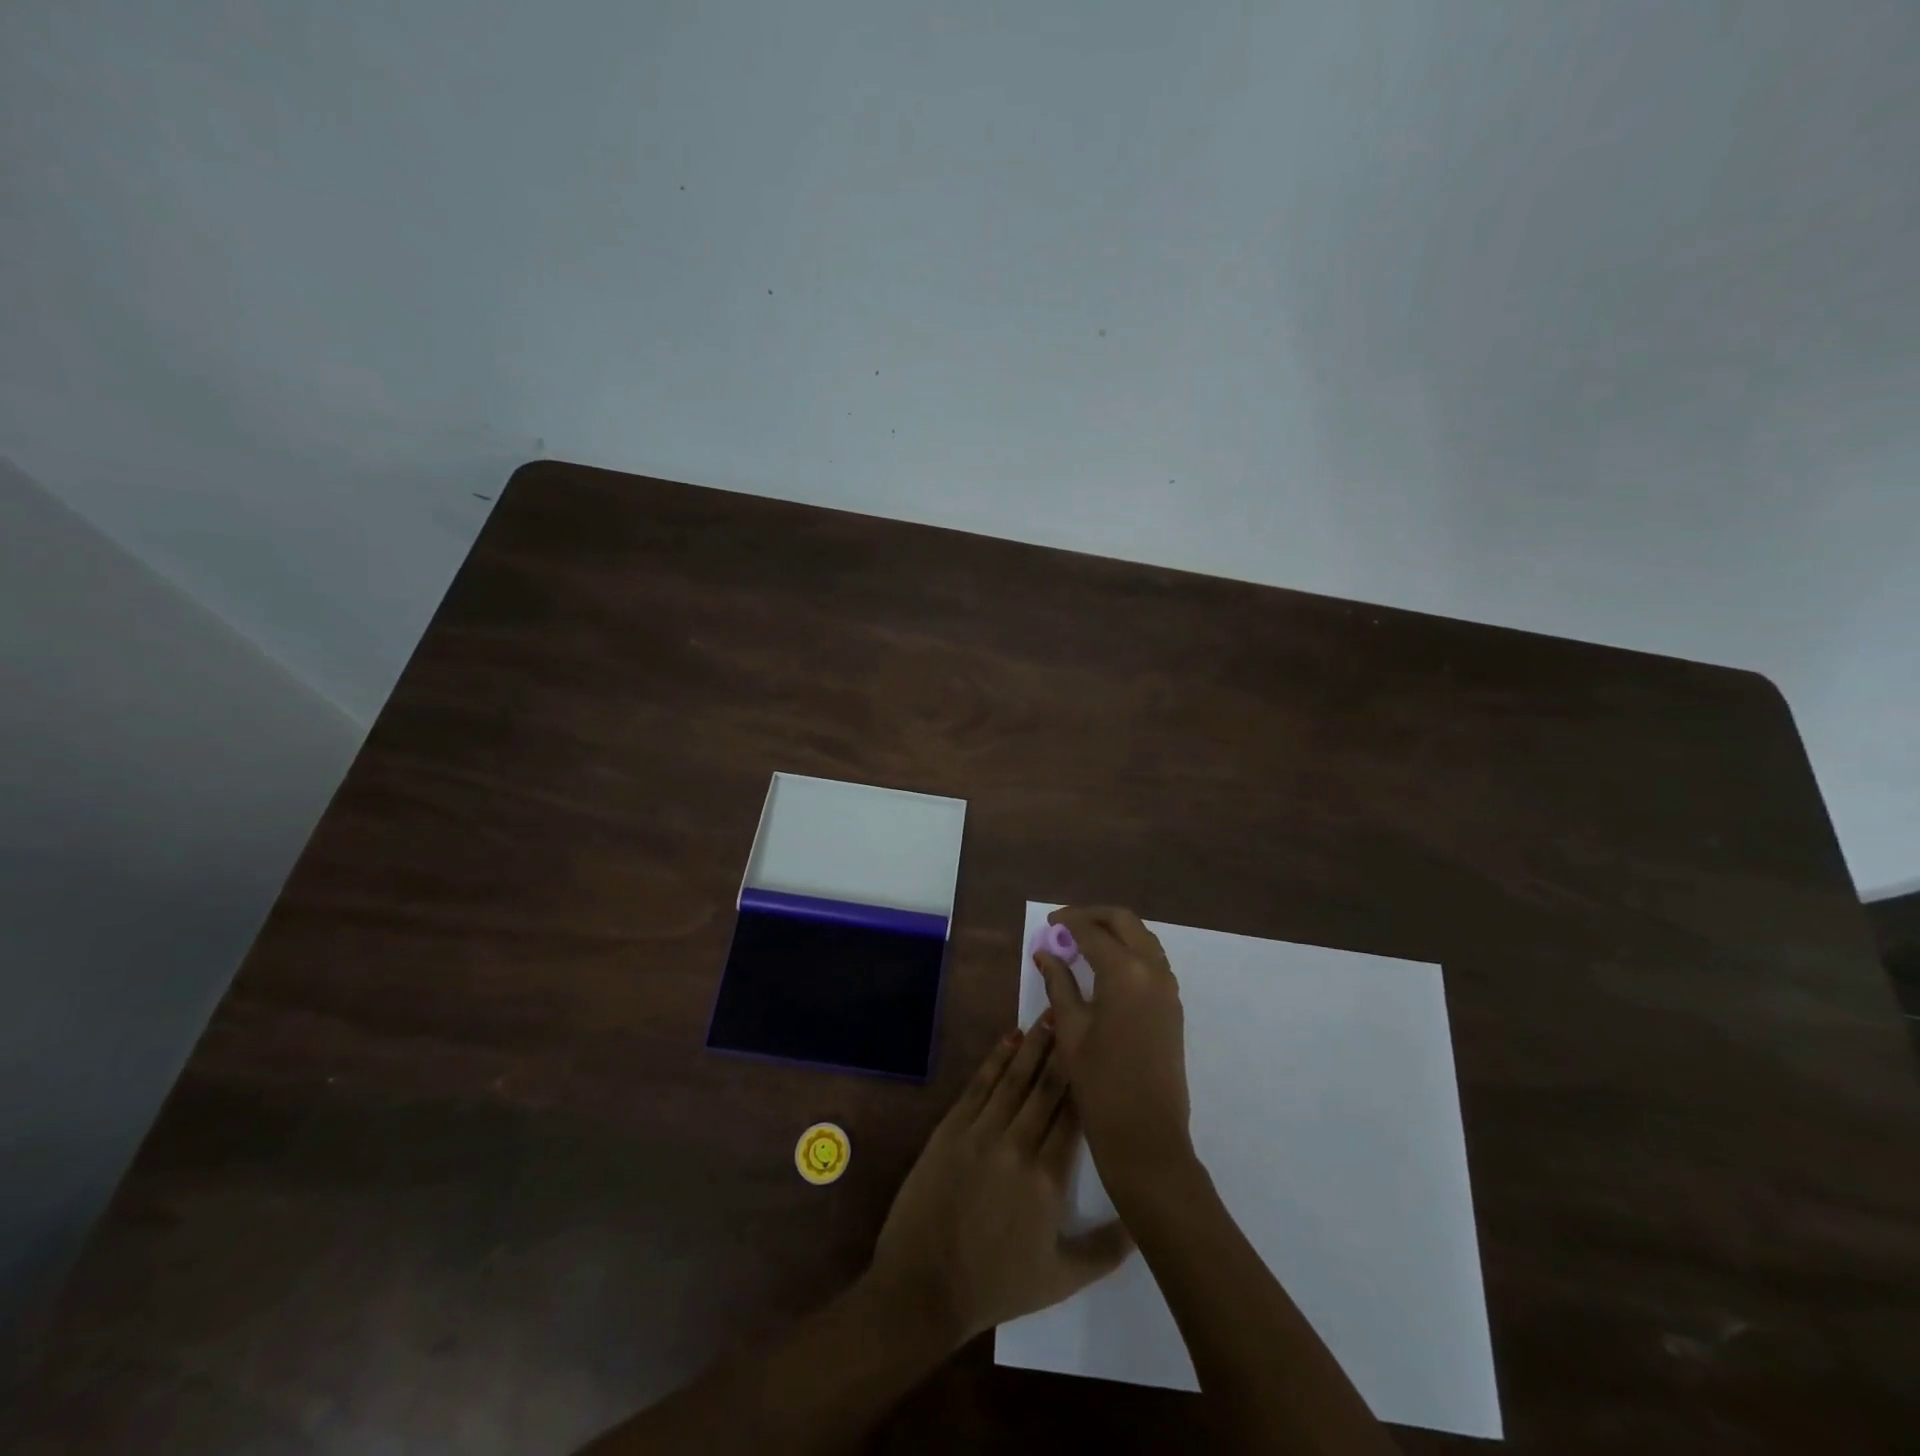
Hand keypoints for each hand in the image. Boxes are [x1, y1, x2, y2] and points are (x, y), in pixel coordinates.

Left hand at [868, 1021, 1132, 1343]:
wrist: (924, 1286)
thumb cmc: (996, 1285)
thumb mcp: (1062, 1279)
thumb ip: (1107, 1249)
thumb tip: (1145, 1220)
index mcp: (1048, 1180)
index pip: (1074, 1117)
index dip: (1086, 1080)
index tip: (1099, 1050)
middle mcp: (1017, 1146)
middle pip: (1046, 1088)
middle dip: (1062, 1050)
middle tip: (1075, 1015)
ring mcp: (980, 1133)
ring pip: (1014, 1078)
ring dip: (1033, 1045)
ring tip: (1049, 1015)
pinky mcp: (951, 1128)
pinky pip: (979, 1085)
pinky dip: (996, 1059)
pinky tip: (1010, 1038)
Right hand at [1034, 906, 1191, 1189]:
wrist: (1147, 1137)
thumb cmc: (1100, 1085)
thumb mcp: (1070, 1030)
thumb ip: (1059, 984)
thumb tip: (1044, 953)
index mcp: (1125, 972)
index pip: (1092, 930)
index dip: (1067, 922)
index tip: (1048, 923)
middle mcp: (1152, 970)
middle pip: (1124, 922)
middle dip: (1094, 916)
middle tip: (1065, 926)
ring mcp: (1168, 988)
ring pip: (1142, 938)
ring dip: (1114, 931)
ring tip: (1083, 944)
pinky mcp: (1173, 1005)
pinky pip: (1152, 960)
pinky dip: (1129, 950)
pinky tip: (1105, 968)